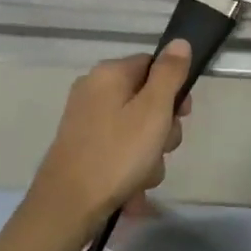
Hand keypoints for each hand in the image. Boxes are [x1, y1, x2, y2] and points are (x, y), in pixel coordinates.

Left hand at [22, 42, 193, 239]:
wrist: (67, 208)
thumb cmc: (116, 154)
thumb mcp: (153, 110)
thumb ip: (170, 74)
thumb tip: (180, 42)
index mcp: (108, 74)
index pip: (153, 65)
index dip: (174, 90)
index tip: (183, 116)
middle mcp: (93, 90)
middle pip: (146, 99)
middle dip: (162, 129)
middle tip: (161, 149)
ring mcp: (85, 120)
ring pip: (136, 129)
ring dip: (149, 154)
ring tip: (143, 176)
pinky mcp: (82, 148)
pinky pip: (119, 149)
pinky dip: (130, 167)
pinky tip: (132, 189)